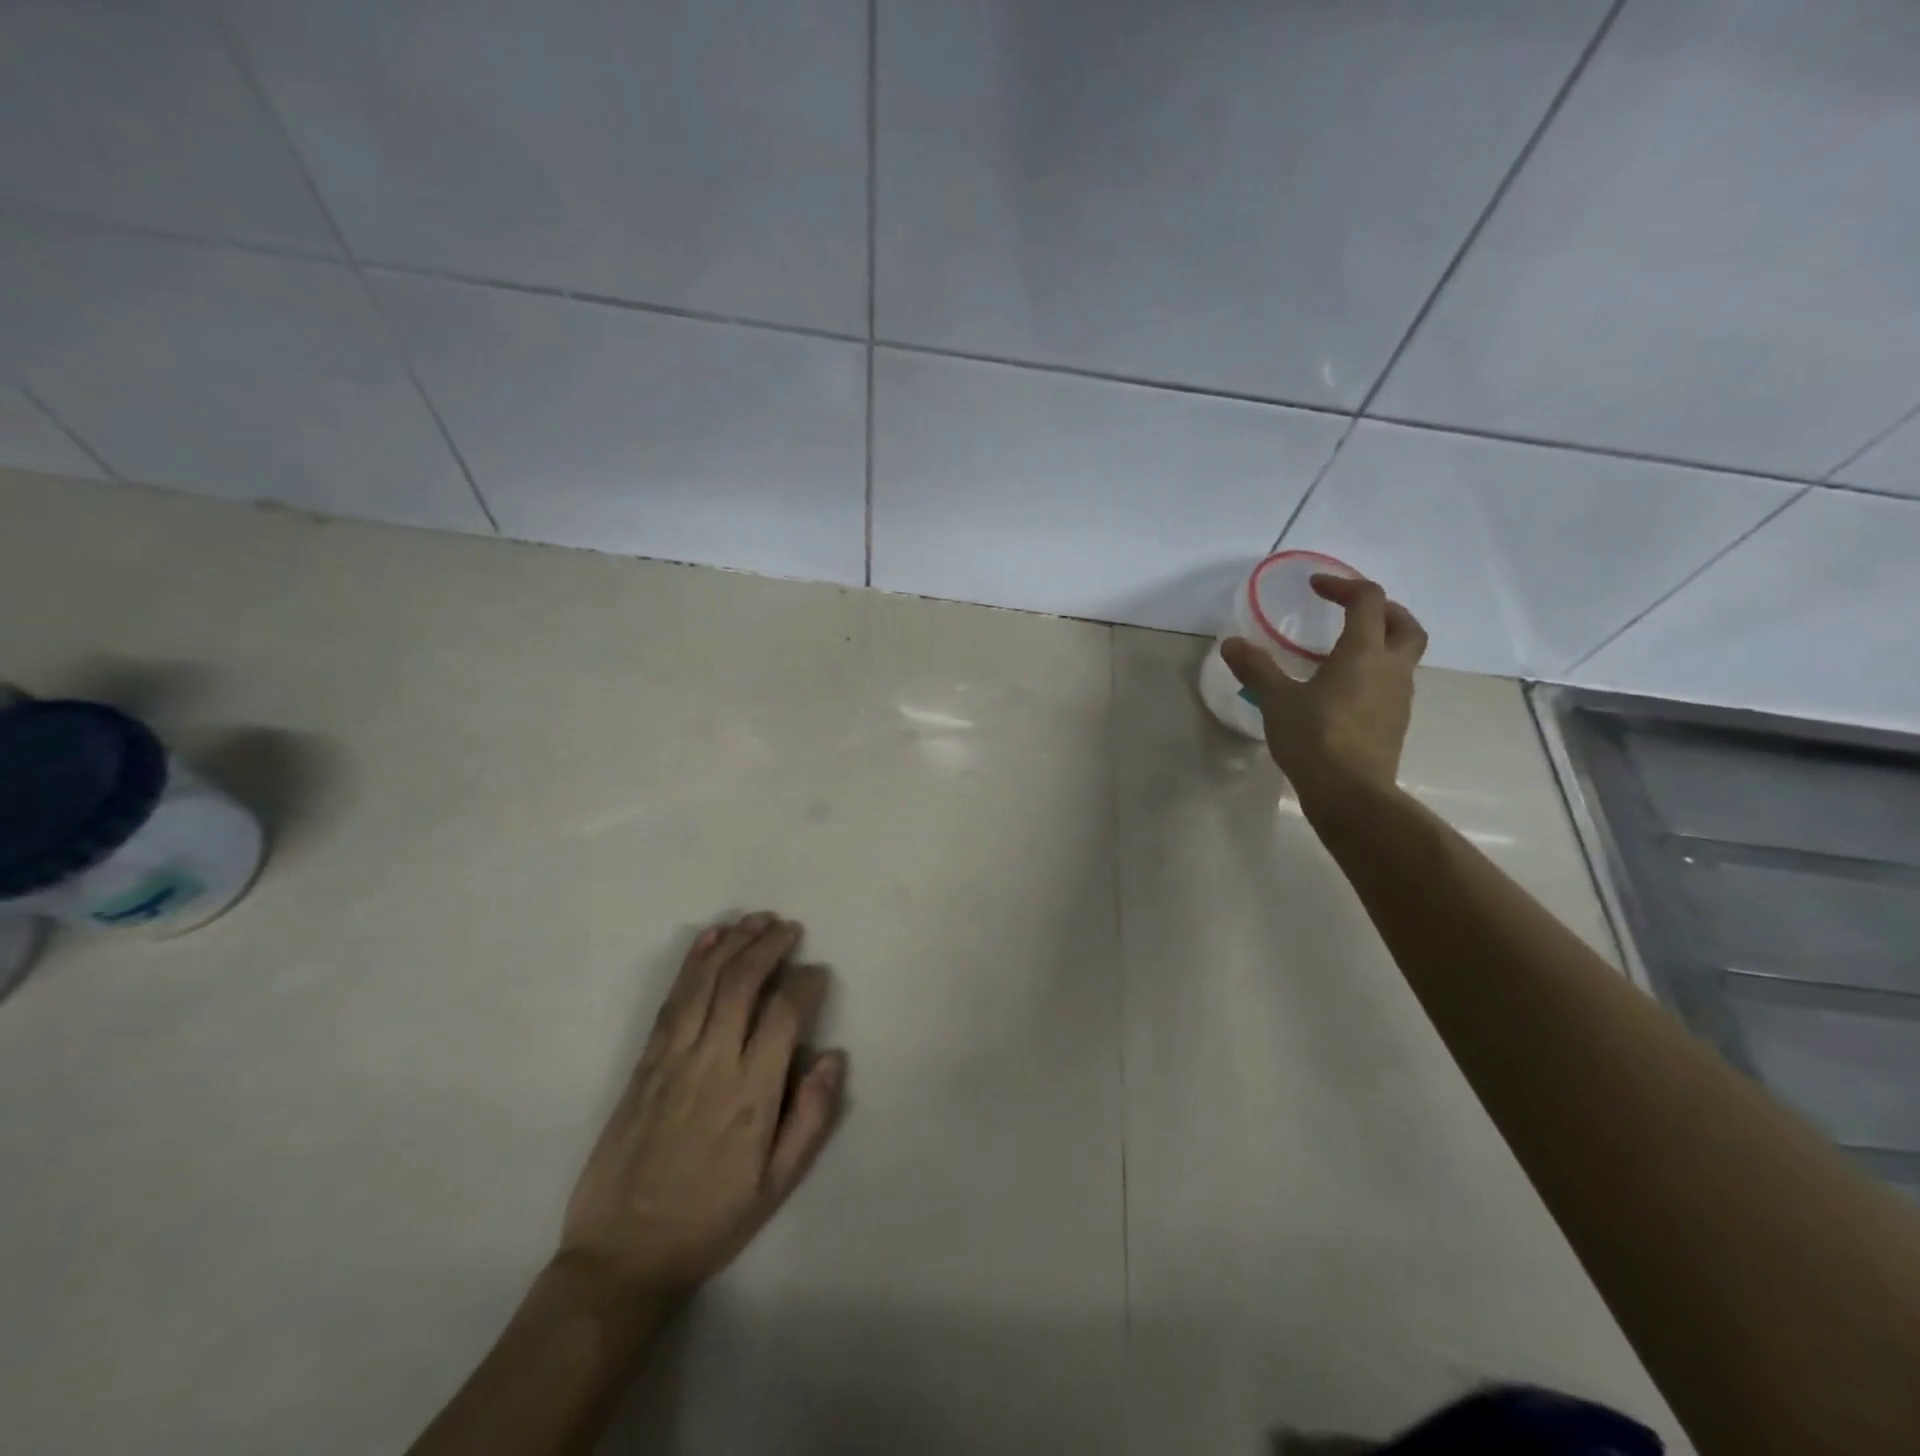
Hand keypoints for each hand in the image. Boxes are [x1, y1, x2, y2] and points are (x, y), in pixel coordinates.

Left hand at [558, 912, 845, 1300]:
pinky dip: (692, 963)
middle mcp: (713, 1064)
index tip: (817, 973)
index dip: (806, 983)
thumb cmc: (709, 1221)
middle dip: (770, 945)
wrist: (621, 1256)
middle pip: (744, 983)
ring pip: (707, 982)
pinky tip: (709, 939)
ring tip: (756, 918)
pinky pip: (672, 1000)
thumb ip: (811, 1118)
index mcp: (752, 1095)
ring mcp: (673, 1058)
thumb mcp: (776, 1186)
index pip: (785, 1014)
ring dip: (734, 942)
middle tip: (789, 928)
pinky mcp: (645, 1062)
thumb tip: (832, 1055)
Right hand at [1222, 574, 1427, 815]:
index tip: (1316, 586)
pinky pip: (1391, 685)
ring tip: (1344, 653)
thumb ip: (1256, 669)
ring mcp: (1399, 698)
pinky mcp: (1395, 724)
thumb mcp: (1277, 701)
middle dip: (1384, 610)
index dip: (1343, 585)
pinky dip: (1374, 675)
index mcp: (1363, 653)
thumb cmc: (1315, 738)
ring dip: (1381, 644)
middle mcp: (1391, 668)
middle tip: (1353, 611)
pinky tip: (1345, 692)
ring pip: (1402, 657)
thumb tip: (1232, 644)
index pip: (1367, 601)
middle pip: (1404, 625)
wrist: (1351, 793)